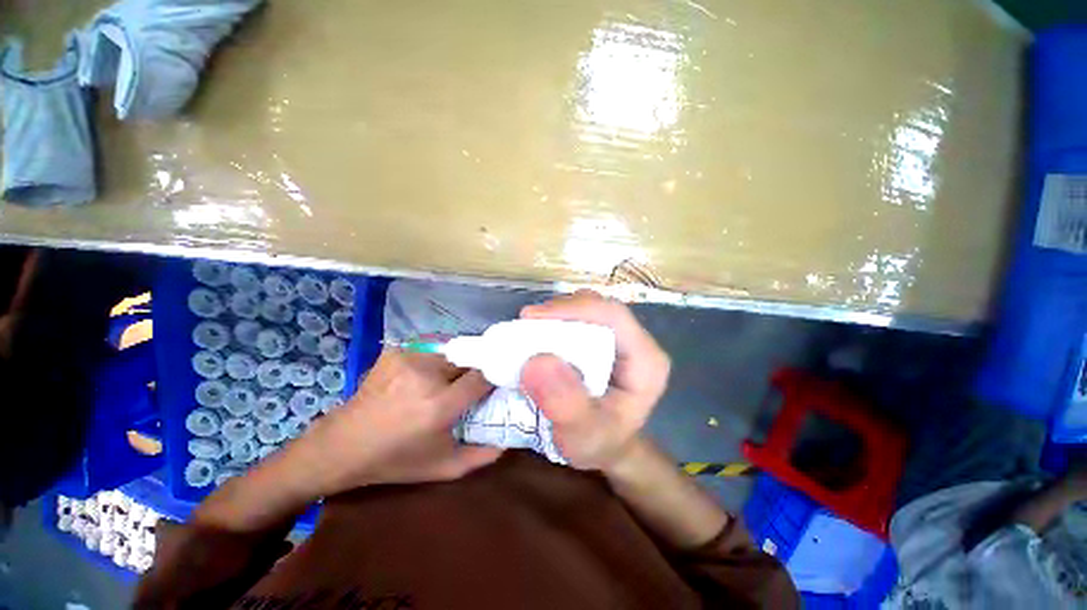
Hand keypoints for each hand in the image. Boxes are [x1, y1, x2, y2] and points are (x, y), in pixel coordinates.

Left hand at [291, 349, 501, 495]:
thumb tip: (509, 440)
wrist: (342, 445)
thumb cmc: (396, 460)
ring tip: (447, 380)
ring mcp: (409, 359)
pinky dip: (435, 360)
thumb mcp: (443, 468)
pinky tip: (424, 375)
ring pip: (450, 353)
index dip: (492, 378)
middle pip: (468, 360)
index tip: (496, 384)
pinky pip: (429, 350)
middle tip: (470, 385)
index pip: (482, 377)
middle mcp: (427, 376)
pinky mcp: (395, 352)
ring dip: (454, 365)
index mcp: (440, 405)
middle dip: (473, 371)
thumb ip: (482, 456)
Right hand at [519, 290, 669, 471]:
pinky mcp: (604, 339)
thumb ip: (564, 404)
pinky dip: (557, 322)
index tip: (532, 318)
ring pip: (588, 308)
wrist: (606, 448)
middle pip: (599, 307)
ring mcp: (620, 338)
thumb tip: (536, 361)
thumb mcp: (582, 436)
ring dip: (557, 314)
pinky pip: (580, 319)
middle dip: (561, 310)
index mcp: (646, 360)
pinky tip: (540, 335)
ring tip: (530, 329)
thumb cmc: (600, 444)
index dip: (573, 309)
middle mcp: (636, 342)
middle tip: (526, 323)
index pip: (613, 316)